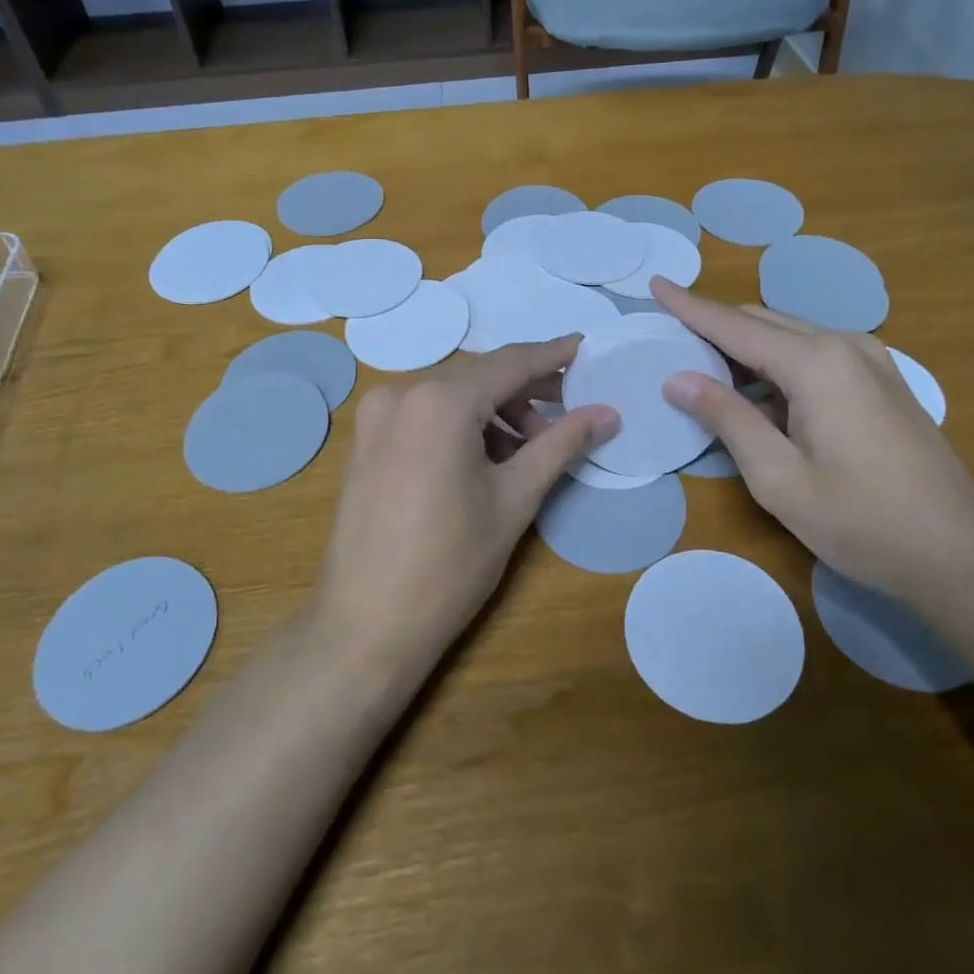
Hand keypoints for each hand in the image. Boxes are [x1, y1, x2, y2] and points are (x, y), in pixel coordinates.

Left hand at [314, 337, 617, 672]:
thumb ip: (562, 444)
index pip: (509, 363)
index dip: (552, 355)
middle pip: (477, 376)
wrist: (367, 625)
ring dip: (492, 409)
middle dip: (524, 389)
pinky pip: (423, 414)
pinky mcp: (365, 441)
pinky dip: (459, 423)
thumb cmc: (451, 562)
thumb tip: (608, 413)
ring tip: (528, 448)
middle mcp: (401, 393)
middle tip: (567, 411)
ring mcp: (375, 417)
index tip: (585, 348)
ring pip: (449, 394)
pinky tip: (484, 457)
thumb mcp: (515, 499)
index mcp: (439, 401)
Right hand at [652, 280, 973, 603]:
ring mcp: (871, 360)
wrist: (960, 555)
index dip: (690, 306)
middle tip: (671, 339)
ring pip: (791, 336)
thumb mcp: (778, 477)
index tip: (656, 284)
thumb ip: (726, 418)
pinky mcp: (883, 380)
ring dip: (746, 346)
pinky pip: (816, 354)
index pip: (734, 325)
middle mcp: (845, 345)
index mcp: (816, 363)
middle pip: (763, 322)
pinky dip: (777, 363)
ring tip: (704, 367)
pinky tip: (759, 391)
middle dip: (715, 326)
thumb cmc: (860, 520)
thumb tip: (677, 378)